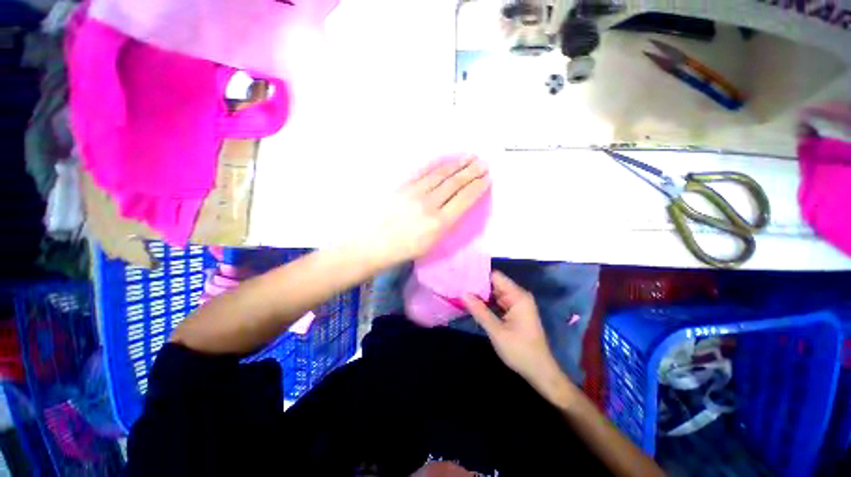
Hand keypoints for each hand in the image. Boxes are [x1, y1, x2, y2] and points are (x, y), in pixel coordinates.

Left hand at [364, 157, 490, 267]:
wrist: (371, 244)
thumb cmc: (402, 251)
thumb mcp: (430, 245)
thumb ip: (446, 224)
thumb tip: (457, 207)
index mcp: (439, 224)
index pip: (464, 200)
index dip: (477, 187)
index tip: (487, 178)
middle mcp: (429, 205)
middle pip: (454, 184)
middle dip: (471, 172)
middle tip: (483, 163)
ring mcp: (414, 192)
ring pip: (440, 174)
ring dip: (457, 164)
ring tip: (470, 157)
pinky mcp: (401, 186)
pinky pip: (423, 171)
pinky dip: (437, 164)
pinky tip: (446, 160)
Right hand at [463, 272, 569, 398]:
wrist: (539, 372)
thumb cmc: (520, 351)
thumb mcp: (497, 332)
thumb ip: (479, 311)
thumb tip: (463, 293)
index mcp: (518, 296)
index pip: (495, 277)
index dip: (478, 276)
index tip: (462, 278)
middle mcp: (518, 296)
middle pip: (494, 284)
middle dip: (477, 286)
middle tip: (458, 287)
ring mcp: (516, 304)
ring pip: (494, 293)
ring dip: (480, 295)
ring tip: (461, 293)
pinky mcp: (514, 312)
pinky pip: (497, 302)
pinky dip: (486, 303)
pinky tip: (473, 304)